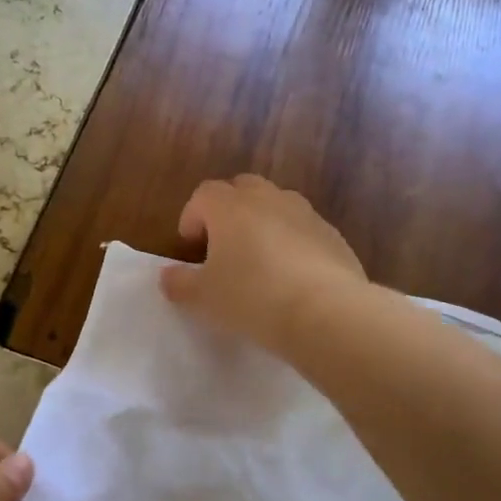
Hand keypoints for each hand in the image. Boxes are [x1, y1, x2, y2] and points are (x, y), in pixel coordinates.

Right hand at [160, 175, 367, 352]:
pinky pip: (304, 228)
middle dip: (228, 209)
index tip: (191, 246)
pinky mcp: (333, 235)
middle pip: (242, 187)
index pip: (203, 194)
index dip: (192, 216)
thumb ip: (180, 283)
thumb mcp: (204, 298)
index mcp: (230, 207)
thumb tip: (167, 276)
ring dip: (263, 221)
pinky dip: (293, 241)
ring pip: (277, 204)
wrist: (326, 312)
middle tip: (223, 244)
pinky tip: (292, 275)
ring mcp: (305, 214)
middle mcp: (268, 199)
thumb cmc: (252, 297)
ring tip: (259, 258)